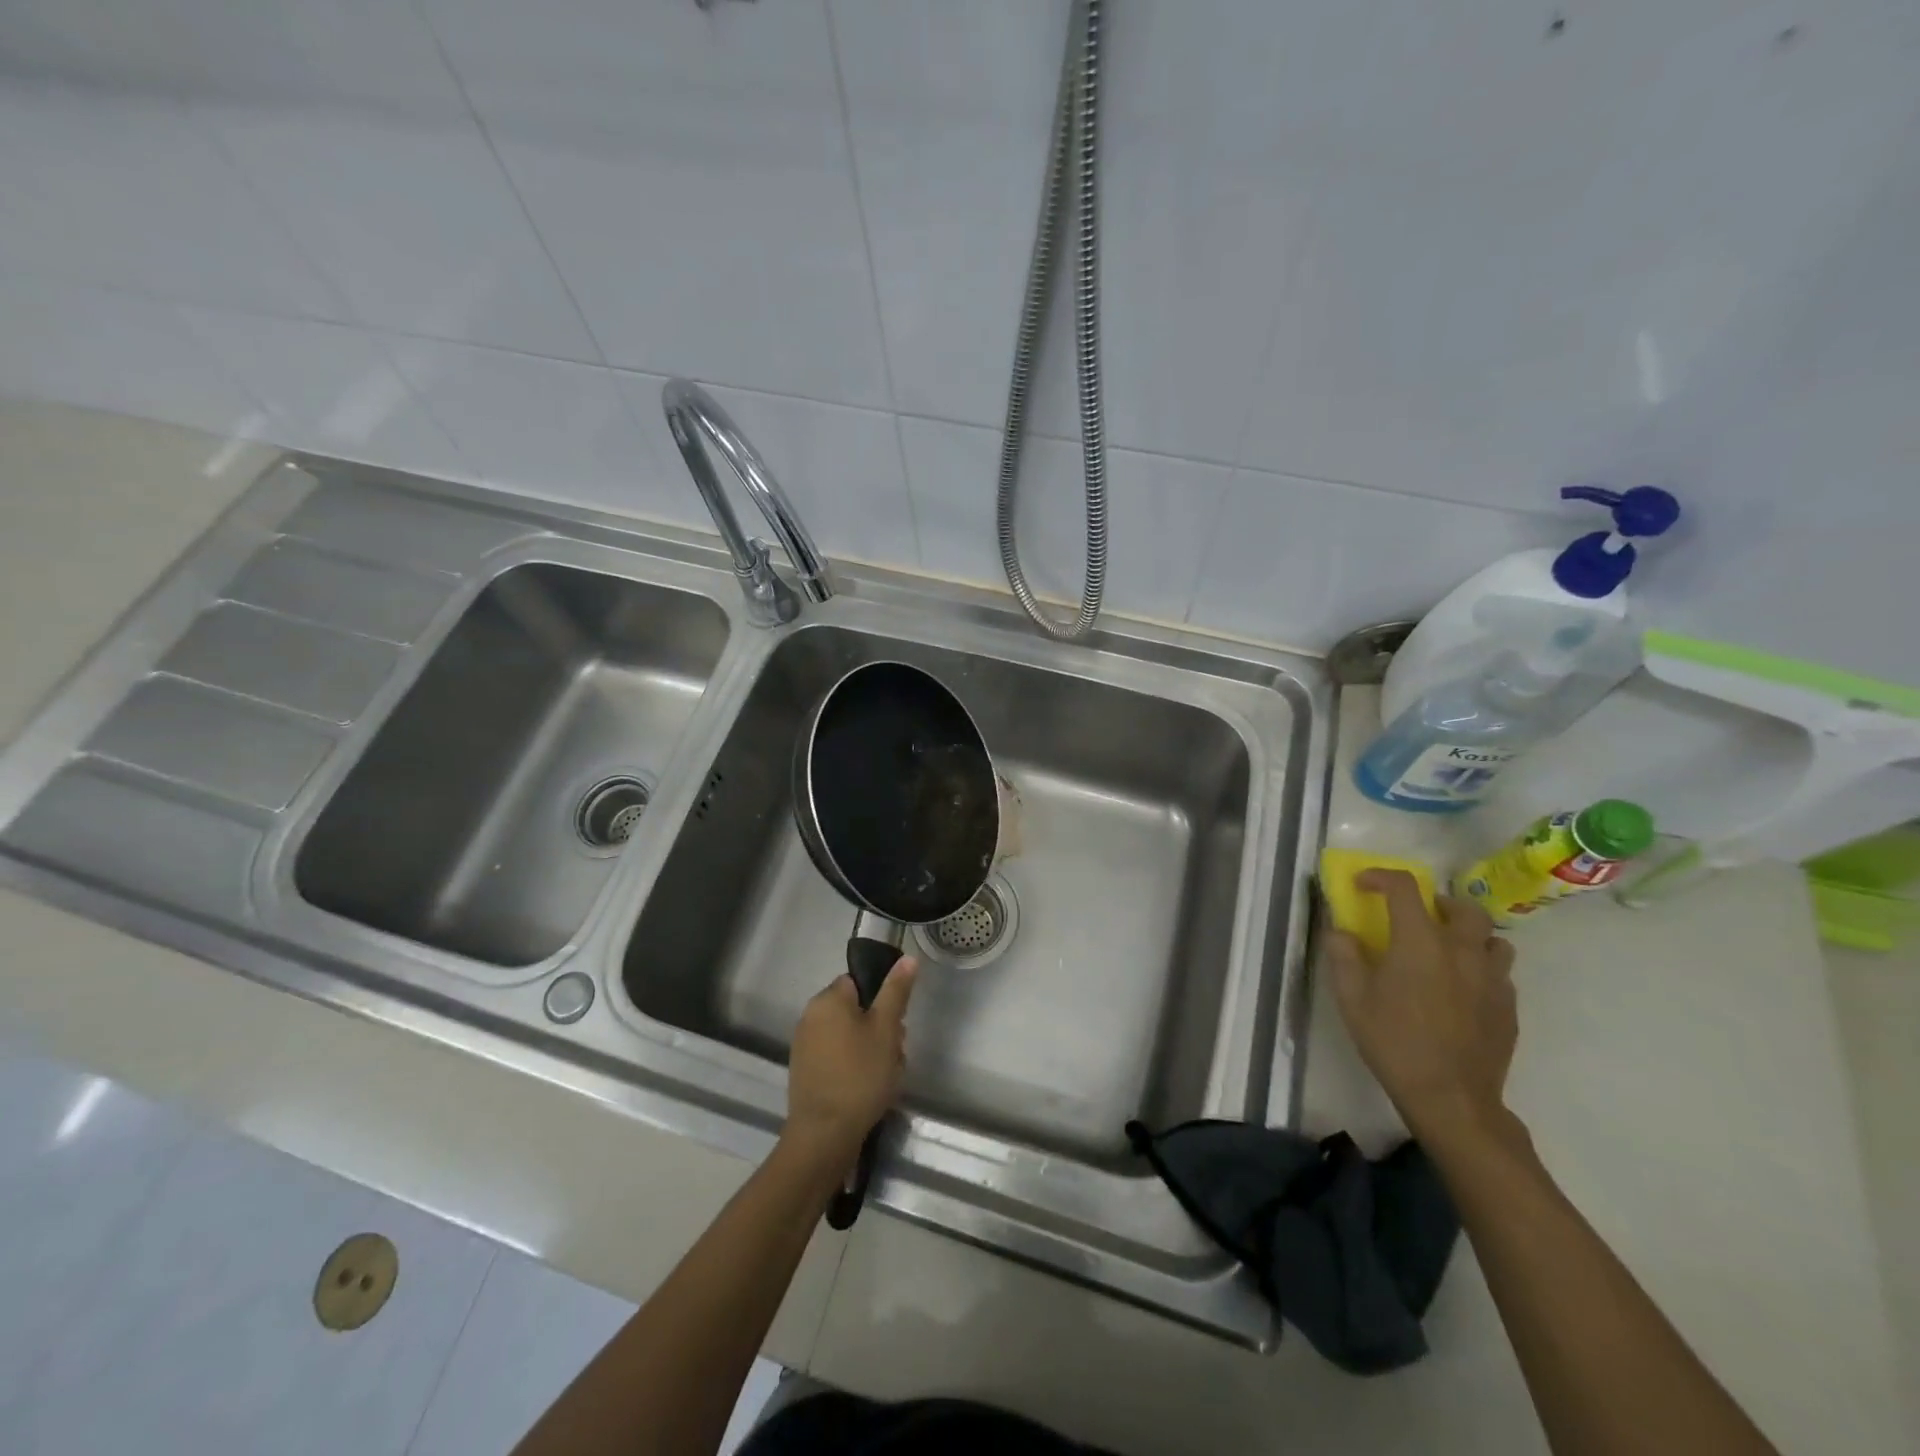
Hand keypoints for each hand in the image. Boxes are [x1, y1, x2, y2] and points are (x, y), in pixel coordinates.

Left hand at [783, 958, 917, 1170]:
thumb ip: (896, 991)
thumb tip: (907, 958)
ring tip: (884, 1075)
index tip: (895, 1024)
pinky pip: (836, 1056)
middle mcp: (810, 1015)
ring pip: (848, 1035)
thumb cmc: (860, 1075)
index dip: (883, 1000)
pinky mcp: (805, 1071)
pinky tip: (866, 1088)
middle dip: (879, 1028)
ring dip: (869, 1049)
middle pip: (856, 1009)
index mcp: (828, 999)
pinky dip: (853, 1066)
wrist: (824, 1135)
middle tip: (894, 1052)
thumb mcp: (886, 1029)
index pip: (860, 982)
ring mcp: (805, 1045)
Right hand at [1325, 871, 1517, 1145]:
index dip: (1381, 877)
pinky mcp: (1509, 1008)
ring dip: (1470, 936)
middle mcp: (1463, 951)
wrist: (1451, 1098)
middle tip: (1419, 917)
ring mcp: (1493, 980)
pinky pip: (1500, 974)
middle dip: (1440, 903)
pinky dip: (1481, 969)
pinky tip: (1461, 991)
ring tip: (1447, 952)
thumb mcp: (1351, 998)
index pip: (1404, 888)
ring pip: (1493, 939)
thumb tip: (1342, 932)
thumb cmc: (1394, 1042)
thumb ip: (1344, 956)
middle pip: (1465, 907)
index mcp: (1421, 942)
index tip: (1364, 884)